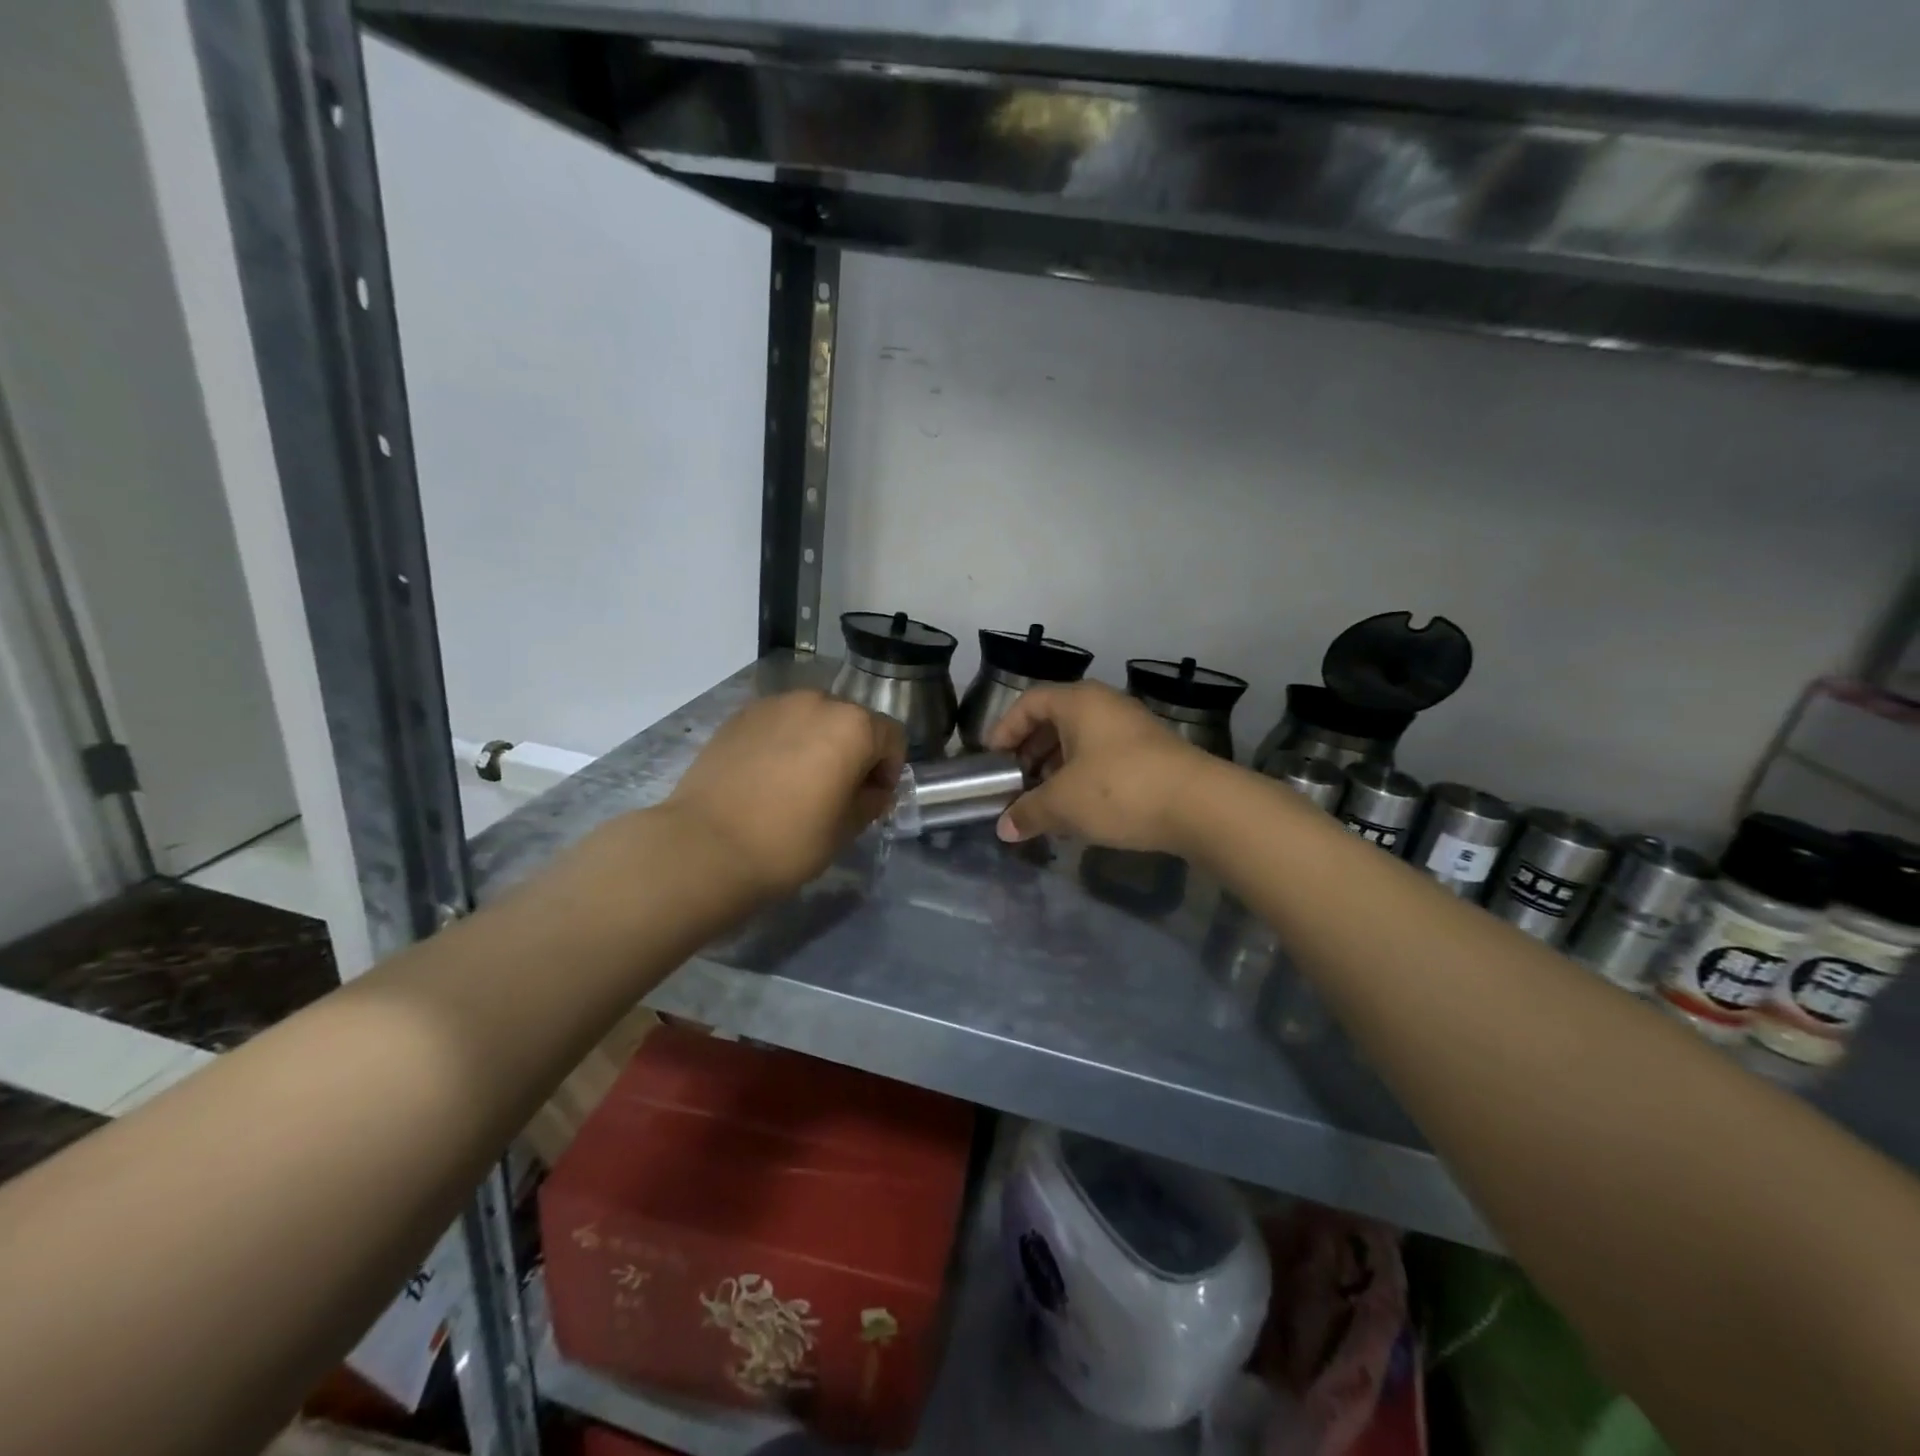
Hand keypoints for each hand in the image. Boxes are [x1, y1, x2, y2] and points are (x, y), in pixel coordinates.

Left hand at [664, 690, 905, 899]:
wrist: (705, 846)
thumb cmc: (789, 841)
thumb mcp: (846, 829)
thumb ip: (871, 800)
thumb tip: (872, 790)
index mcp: (853, 726)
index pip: (892, 737)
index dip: (889, 770)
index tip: (872, 799)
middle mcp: (817, 702)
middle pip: (852, 722)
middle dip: (854, 752)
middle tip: (837, 792)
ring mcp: (774, 704)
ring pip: (813, 719)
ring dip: (818, 743)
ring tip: (799, 783)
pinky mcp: (740, 715)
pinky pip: (779, 723)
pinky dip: (785, 742)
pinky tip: (768, 777)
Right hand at [985, 681, 1215, 851]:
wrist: (1200, 806)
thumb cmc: (1119, 790)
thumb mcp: (1063, 803)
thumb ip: (1028, 812)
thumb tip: (1003, 829)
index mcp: (1079, 702)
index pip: (1029, 702)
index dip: (1004, 729)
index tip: (992, 759)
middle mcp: (1105, 705)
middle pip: (1055, 721)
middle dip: (1030, 752)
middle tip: (1016, 783)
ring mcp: (1132, 728)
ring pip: (1081, 741)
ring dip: (1056, 768)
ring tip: (1043, 801)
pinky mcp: (1152, 754)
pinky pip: (1104, 757)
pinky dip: (1083, 777)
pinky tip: (1079, 809)